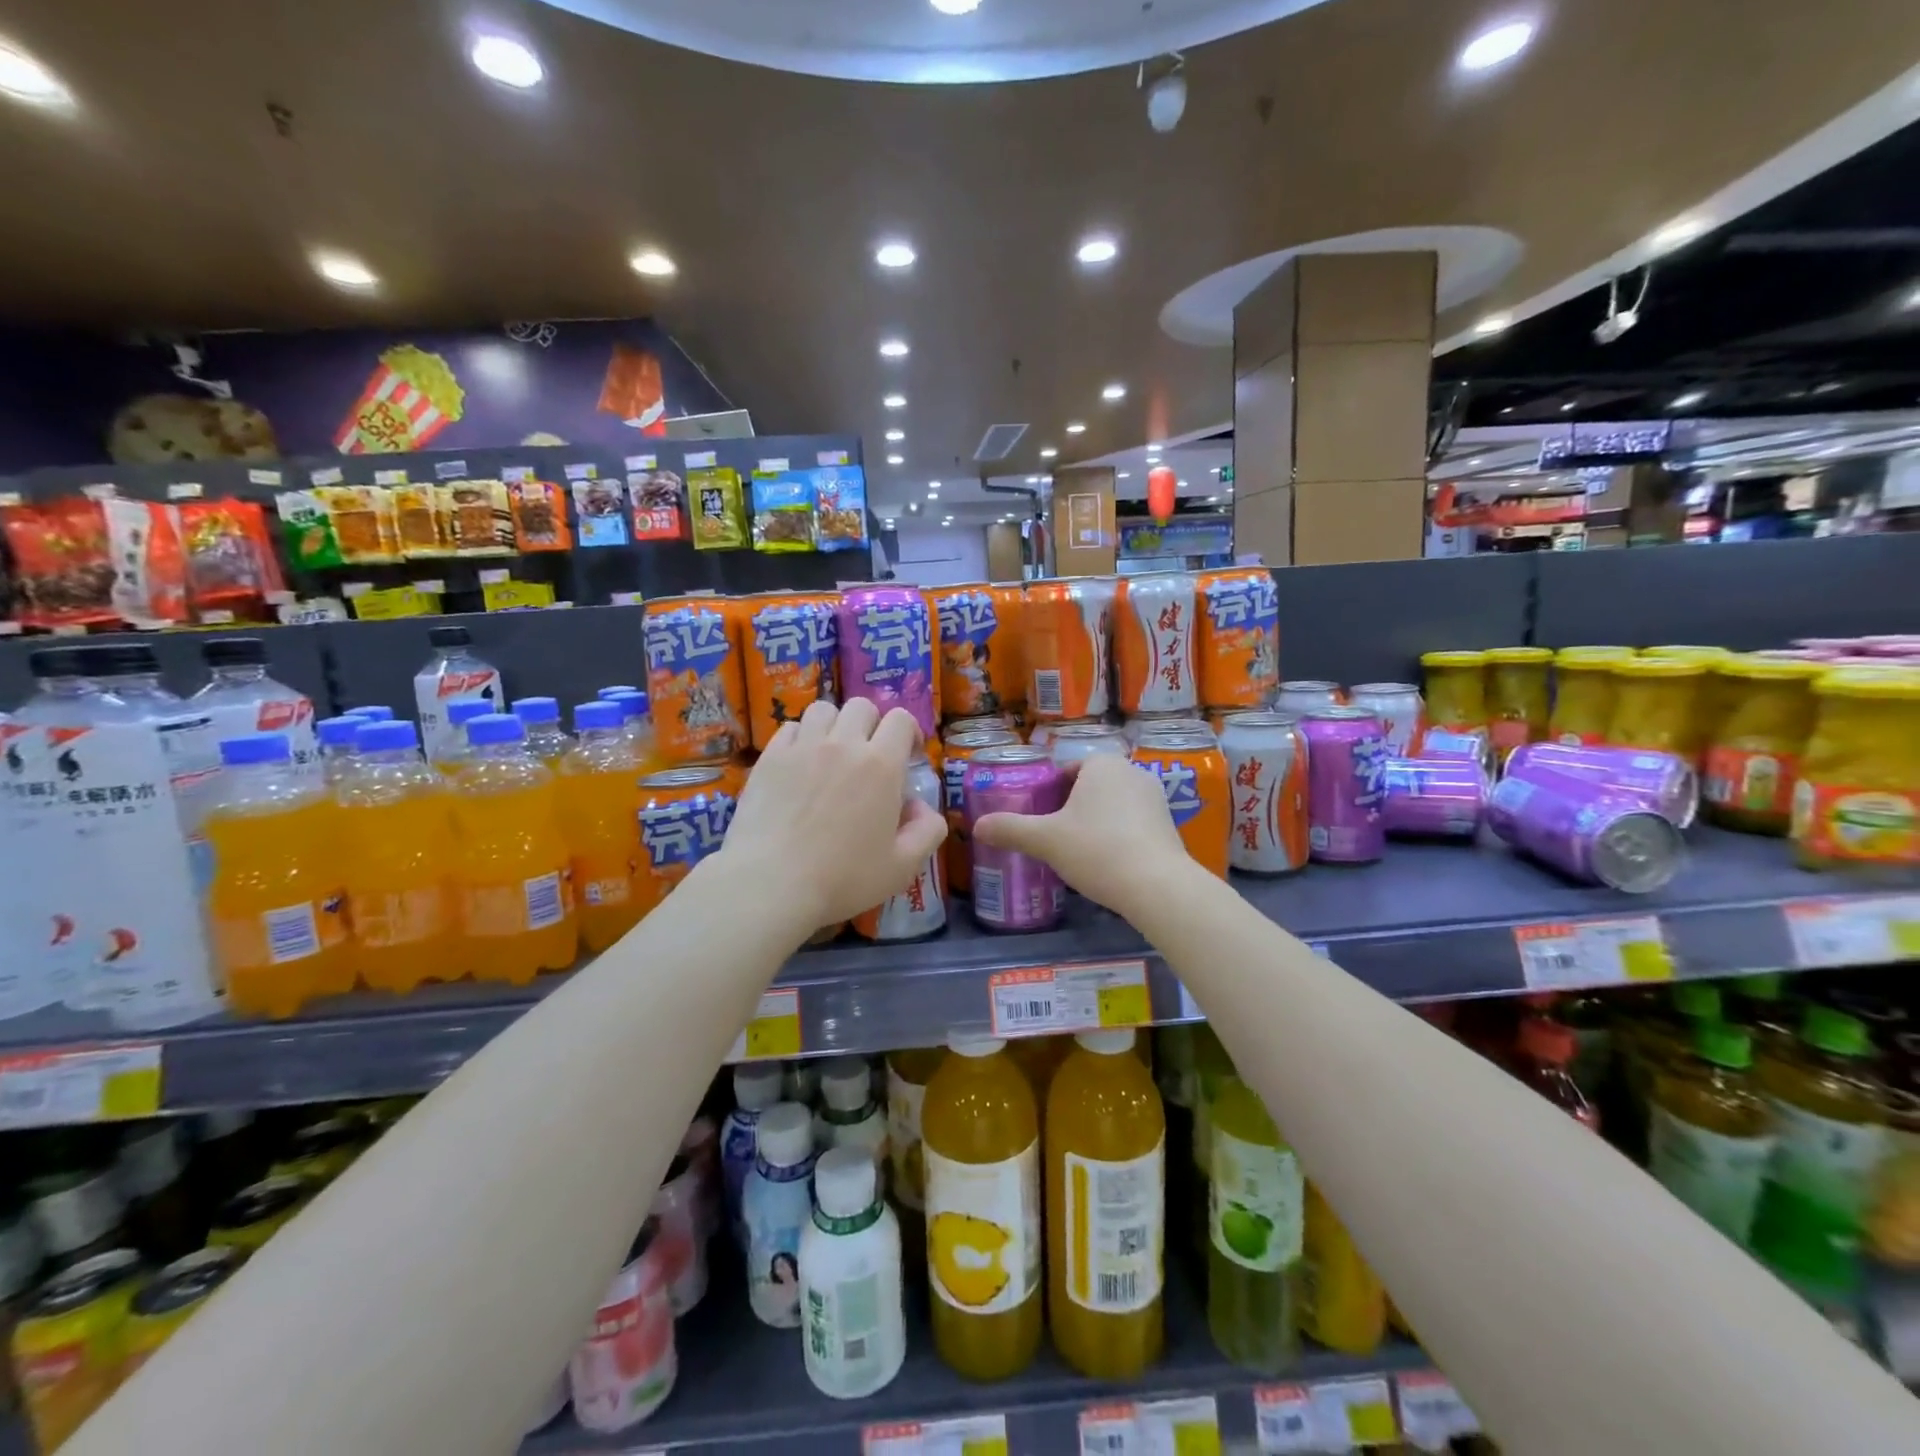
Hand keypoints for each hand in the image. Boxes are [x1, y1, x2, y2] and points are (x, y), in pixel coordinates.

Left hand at [720, 699, 946, 928]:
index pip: (902, 720)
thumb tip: (922, 806)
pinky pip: (790, 728)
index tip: (908, 754)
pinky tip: (800, 763)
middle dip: (872, 724)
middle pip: (862, 707)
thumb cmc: (843, 878)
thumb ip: (927, 831)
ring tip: (832, 752)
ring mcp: (802, 747)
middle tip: (869, 754)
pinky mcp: (770, 758)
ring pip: (824, 710)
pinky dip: (800, 737)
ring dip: (834, 725)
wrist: (771, 884)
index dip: (909, 732)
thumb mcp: (903, 867)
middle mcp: (843, 745)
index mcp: (881, 766)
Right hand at [972, 752, 1191, 914]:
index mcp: (1102, 764)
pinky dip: (1118, 837)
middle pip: (1091, 786)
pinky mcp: (1169, 825)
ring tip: (1079, 852)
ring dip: (1096, 822)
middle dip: (1072, 807)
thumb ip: (1010, 829)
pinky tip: (1107, 863)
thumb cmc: (1097, 850)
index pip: (1068, 769)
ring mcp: (1155, 799)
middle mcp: (1132, 772)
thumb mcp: (1045, 840)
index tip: (1040, 817)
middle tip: (1054, 836)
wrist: (1157, 887)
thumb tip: (977, 826)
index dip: (1050, 791)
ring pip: (1113, 805)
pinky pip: (1133, 823)